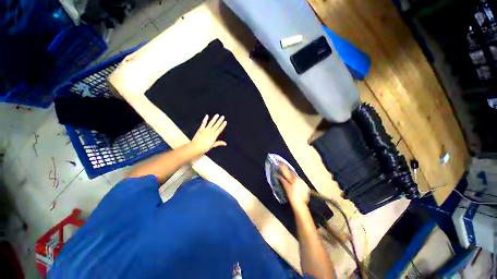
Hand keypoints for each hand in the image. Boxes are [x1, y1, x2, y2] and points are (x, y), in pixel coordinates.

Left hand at [190, 114, 226, 154]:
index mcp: (214, 136)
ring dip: (214, 119)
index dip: (222, 125)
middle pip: (216, 125)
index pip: (220, 129)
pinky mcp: (200, 129)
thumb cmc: (205, 148)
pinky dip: (205, 119)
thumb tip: (225, 143)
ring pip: (211, 123)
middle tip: (223, 116)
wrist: (196, 147)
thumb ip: (219, 143)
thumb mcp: (213, 145)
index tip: (225, 121)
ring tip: (217, 115)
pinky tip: (207, 115)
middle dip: (220, 120)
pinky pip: (203, 123)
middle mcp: (210, 132)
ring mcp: (205, 130)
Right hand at [278, 164, 309, 208]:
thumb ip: (283, 180)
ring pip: (297, 178)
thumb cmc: (292, 196)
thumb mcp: (286, 188)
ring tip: (290, 179)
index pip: (288, 171)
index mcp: (294, 179)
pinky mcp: (306, 187)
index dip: (284, 166)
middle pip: (293, 174)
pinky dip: (297, 183)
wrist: (300, 205)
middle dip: (289, 172)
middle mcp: (300, 179)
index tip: (280, 162)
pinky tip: (295, 186)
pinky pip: (300, 182)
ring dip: (293, 178)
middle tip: (284, 171)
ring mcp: (303, 183)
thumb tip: (278, 175)